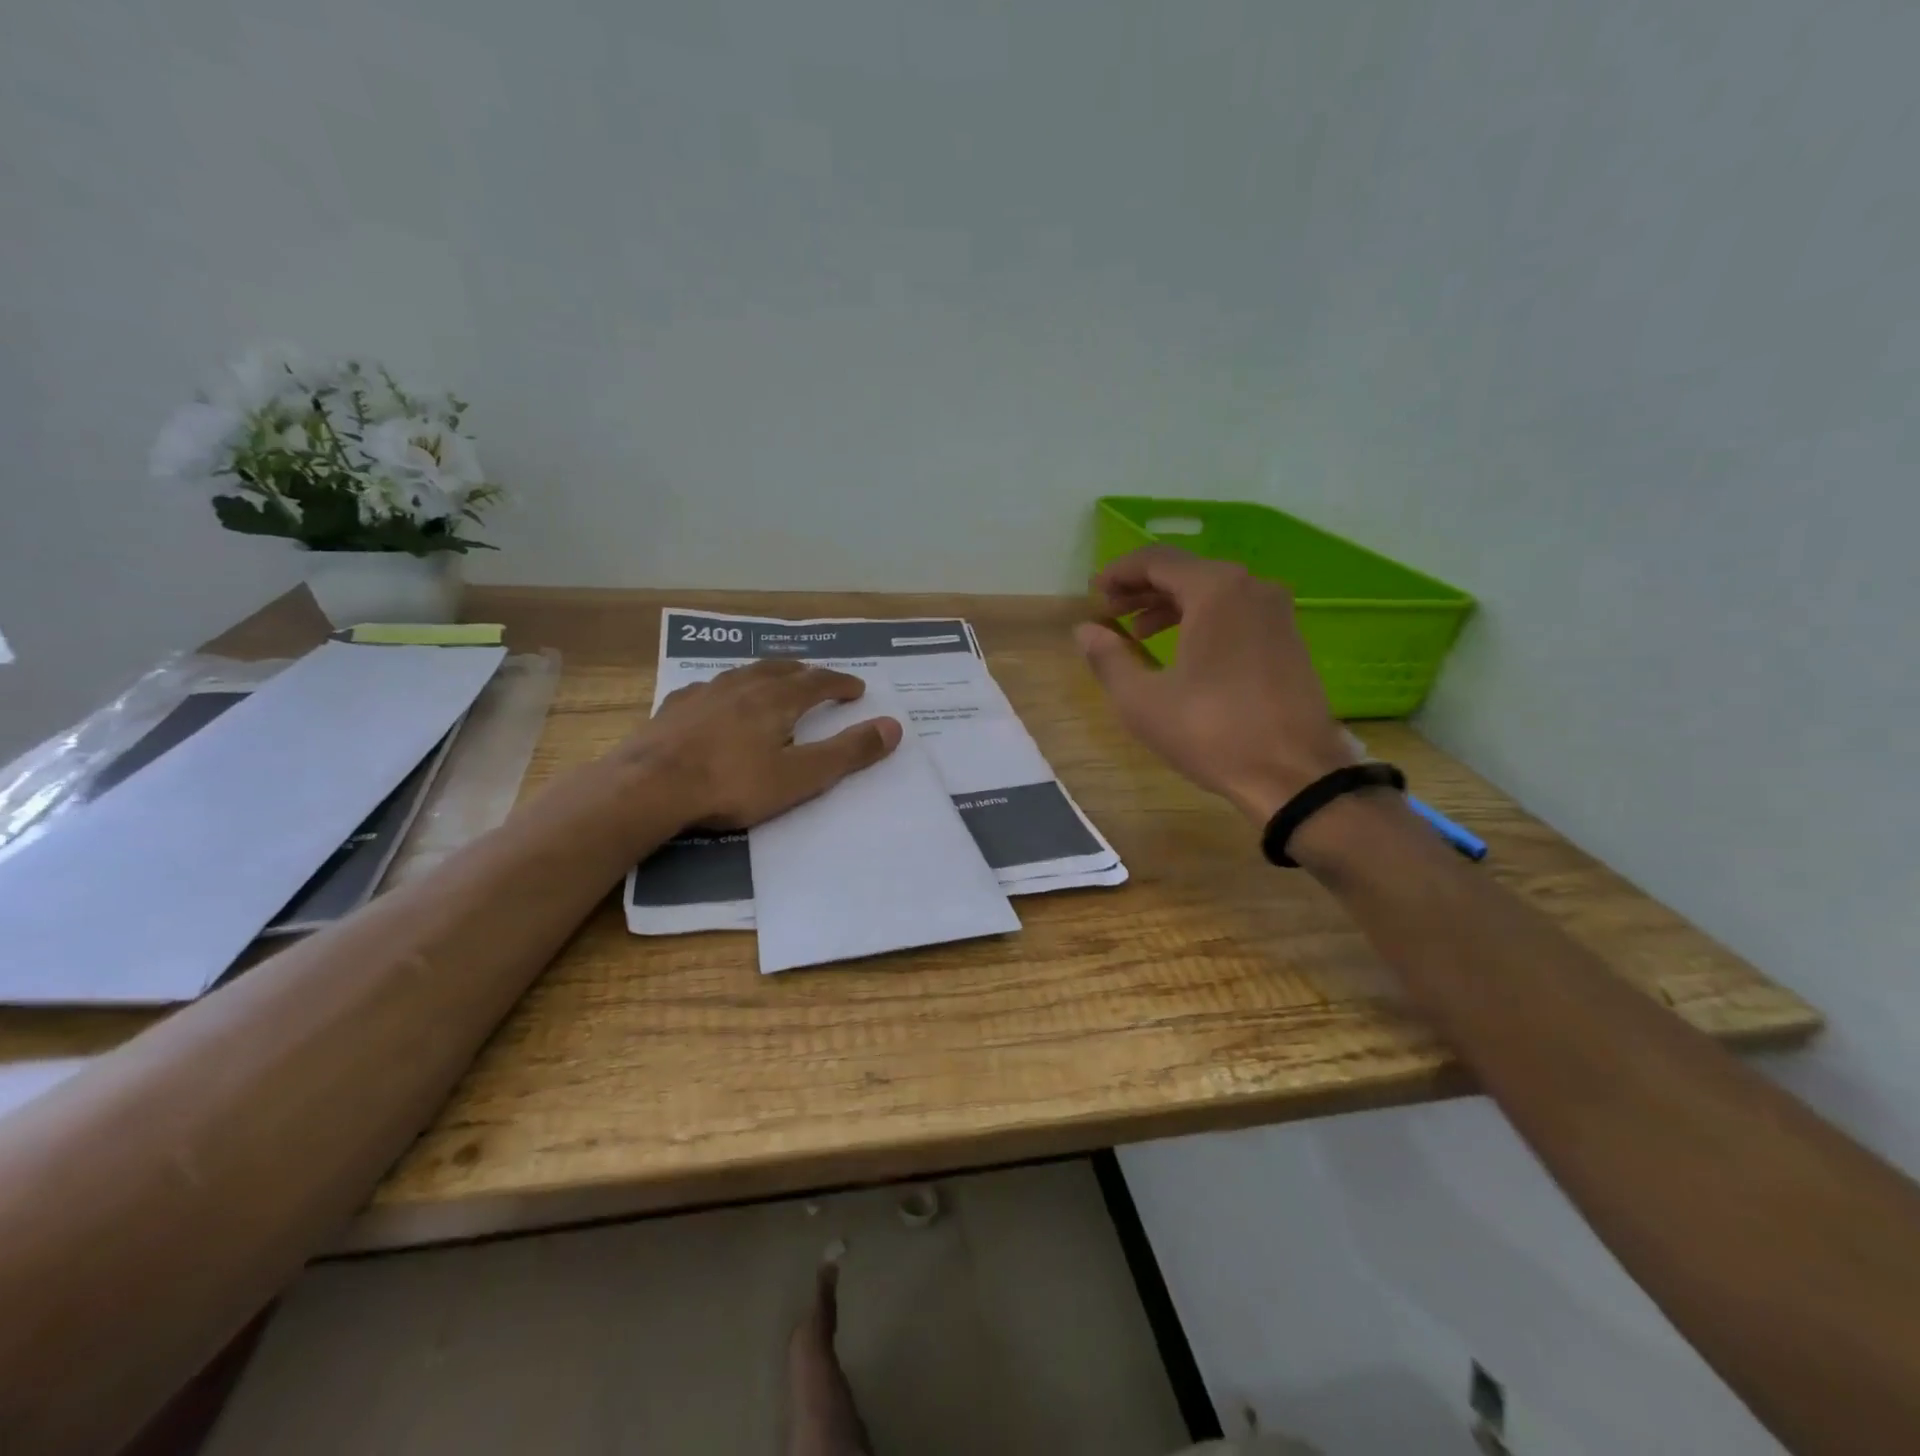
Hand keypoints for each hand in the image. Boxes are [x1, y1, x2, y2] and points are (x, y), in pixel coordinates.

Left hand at [636, 659, 902, 829]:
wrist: (649, 786)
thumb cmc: (732, 784)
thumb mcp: (801, 777)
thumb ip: (848, 752)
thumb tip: (894, 727)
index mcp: (777, 699)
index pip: (819, 682)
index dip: (841, 684)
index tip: (856, 689)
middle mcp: (744, 686)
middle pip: (781, 669)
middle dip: (804, 672)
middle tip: (816, 677)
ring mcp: (705, 693)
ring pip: (744, 673)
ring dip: (766, 674)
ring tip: (773, 680)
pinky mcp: (675, 708)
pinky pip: (709, 688)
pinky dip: (727, 690)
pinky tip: (718, 700)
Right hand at [1077, 545, 1354, 823]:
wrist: (1293, 775)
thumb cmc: (1211, 732)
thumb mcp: (1142, 700)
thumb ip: (1108, 658)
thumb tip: (1085, 630)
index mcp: (1216, 590)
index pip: (1157, 560)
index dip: (1118, 573)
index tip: (1093, 595)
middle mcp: (1251, 587)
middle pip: (1186, 571)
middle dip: (1142, 589)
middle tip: (1110, 613)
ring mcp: (1276, 612)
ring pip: (1213, 592)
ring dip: (1171, 605)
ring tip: (1138, 634)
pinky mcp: (1288, 639)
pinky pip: (1235, 612)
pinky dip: (1201, 619)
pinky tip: (1182, 650)